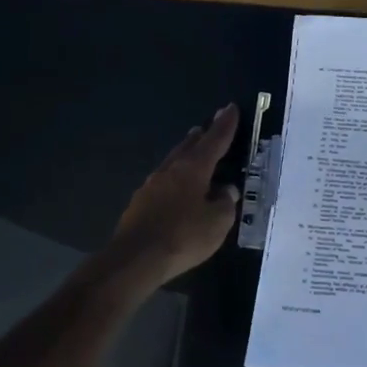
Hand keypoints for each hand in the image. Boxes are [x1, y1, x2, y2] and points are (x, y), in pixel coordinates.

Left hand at [109, 103, 241, 286]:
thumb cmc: (183, 237)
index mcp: (193, 168)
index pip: (214, 140)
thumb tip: (226, 189)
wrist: (135, 259)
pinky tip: (176, 185)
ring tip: (193, 146)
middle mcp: (171, 169)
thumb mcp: (217, 223)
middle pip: (189, 145)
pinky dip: (174, 175)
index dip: (225, 125)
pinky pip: (163, 180)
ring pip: (173, 160)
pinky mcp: (140, 202)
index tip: (230, 107)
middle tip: (210, 124)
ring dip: (185, 151)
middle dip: (202, 134)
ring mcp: (151, 185)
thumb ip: (226, 203)